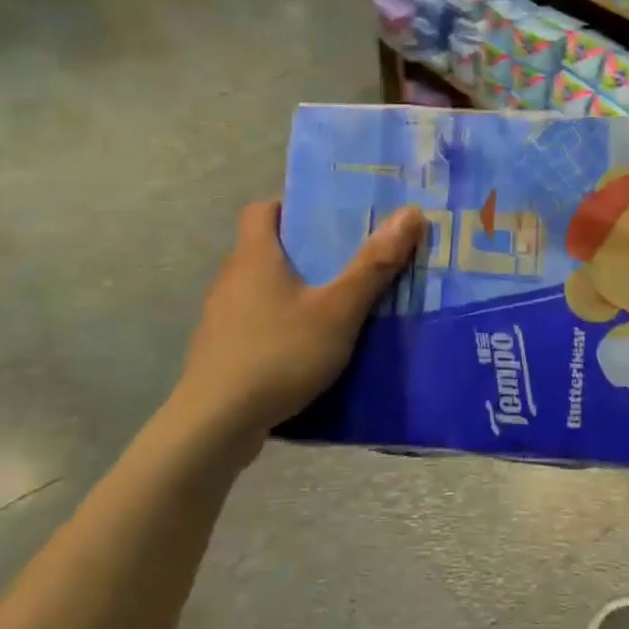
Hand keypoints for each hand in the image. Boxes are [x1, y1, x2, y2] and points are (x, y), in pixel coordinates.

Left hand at [176, 200, 423, 444]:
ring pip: (263, 289)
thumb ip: (374, 265)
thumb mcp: (338, 310)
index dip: (293, 204)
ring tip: (337, 303)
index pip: (263, 209)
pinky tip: (309, 347)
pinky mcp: (222, 352)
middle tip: (350, 258)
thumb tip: (411, 212)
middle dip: (306, 250)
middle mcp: (232, 279)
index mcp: (254, 256)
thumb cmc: (279, 354)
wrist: (216, 424)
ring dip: (295, 290)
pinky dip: (283, 324)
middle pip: (267, 249)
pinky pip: (258, 323)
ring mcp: (222, 318)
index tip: (330, 216)